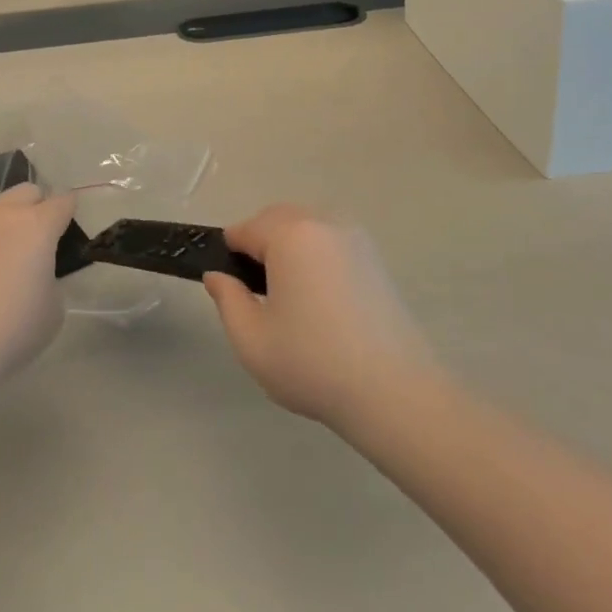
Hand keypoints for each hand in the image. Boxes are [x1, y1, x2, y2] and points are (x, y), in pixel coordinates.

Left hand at [0, 184, 76, 389]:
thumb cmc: (12, 331)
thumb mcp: (53, 308)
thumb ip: (50, 277)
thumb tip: (35, 271)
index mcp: (37, 226)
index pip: (62, 201)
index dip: (68, 213)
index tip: (66, 231)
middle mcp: (1, 213)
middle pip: (27, 192)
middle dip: (35, 208)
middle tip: (33, 244)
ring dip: (1, 225)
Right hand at [204, 205, 436, 431]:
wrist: (394, 392)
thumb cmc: (313, 363)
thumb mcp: (252, 340)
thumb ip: (227, 299)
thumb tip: (218, 275)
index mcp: (289, 234)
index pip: (245, 229)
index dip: (230, 255)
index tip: (232, 289)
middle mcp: (322, 222)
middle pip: (276, 219)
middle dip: (260, 245)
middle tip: (259, 295)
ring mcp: (353, 236)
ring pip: (305, 226)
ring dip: (289, 247)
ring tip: (291, 297)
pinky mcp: (374, 256)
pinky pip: (331, 240)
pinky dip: (317, 255)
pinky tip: (321, 299)